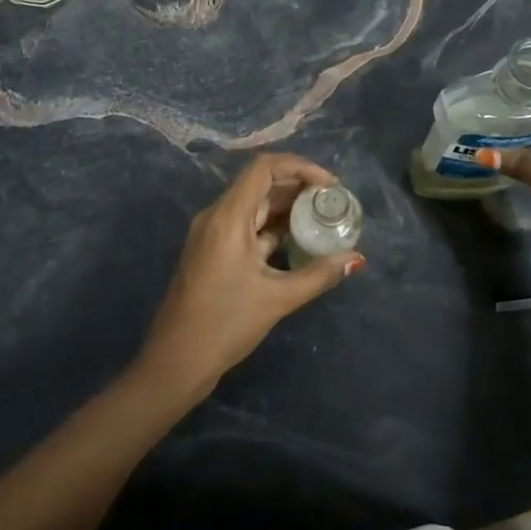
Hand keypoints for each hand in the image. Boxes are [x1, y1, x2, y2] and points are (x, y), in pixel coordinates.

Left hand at [138, 153, 363, 402]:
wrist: (174, 362)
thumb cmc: (224, 324)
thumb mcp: (277, 298)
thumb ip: (319, 274)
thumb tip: (356, 259)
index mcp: (228, 216)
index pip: (264, 168)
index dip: (300, 167)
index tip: (329, 185)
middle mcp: (217, 216)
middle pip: (260, 184)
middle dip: (298, 187)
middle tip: (331, 202)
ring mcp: (213, 234)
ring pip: (254, 205)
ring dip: (287, 208)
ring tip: (322, 218)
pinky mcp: (213, 251)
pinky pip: (247, 226)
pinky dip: (273, 227)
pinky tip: (298, 240)